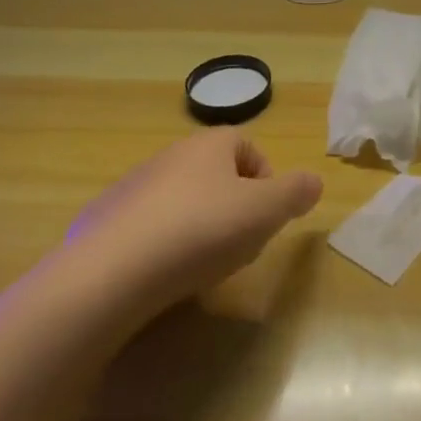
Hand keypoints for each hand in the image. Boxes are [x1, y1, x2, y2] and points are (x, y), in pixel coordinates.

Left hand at [65, 130, 323, 319]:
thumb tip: (315, 180)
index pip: (248, 147)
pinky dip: (161, 245)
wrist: (111, 272)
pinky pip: (147, 227)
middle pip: (215, 174)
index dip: (265, 180)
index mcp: (210, 144)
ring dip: (198, 226)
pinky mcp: (105, 220)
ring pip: (181, 200)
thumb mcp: (264, 212)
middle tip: (239, 246)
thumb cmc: (200, 231)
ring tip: (201, 266)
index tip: (266, 218)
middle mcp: (171, 155)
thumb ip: (295, 193)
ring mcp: (134, 186)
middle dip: (234, 207)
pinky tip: (162, 276)